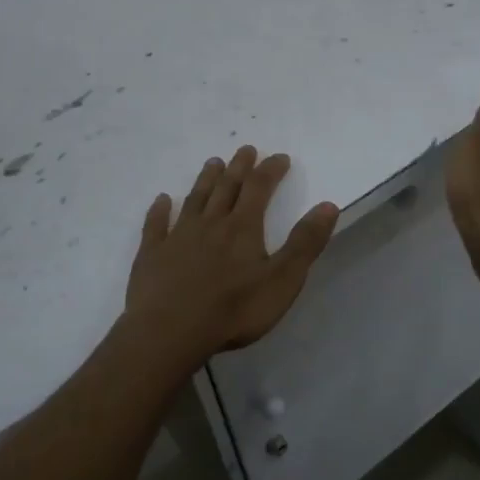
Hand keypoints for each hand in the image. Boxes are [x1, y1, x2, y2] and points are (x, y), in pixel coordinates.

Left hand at [124, 146, 339, 365]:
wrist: (170, 330)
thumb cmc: (233, 309)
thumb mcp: (282, 280)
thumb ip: (305, 243)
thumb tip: (328, 205)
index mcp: (242, 228)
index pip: (259, 188)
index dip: (270, 170)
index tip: (280, 157)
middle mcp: (210, 223)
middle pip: (226, 187)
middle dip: (238, 167)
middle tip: (245, 149)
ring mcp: (178, 237)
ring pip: (194, 200)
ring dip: (205, 180)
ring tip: (212, 163)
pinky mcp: (152, 255)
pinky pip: (156, 226)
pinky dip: (159, 210)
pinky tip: (161, 201)